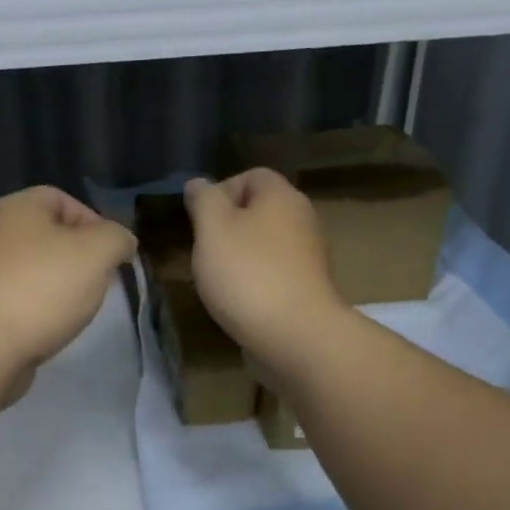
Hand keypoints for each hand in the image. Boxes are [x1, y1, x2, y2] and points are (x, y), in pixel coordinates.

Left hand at [0, 187, 136, 378]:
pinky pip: (19, 298)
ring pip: (35, 269)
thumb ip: (117, 238)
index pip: (62, 199)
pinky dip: (39, 308)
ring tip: (78, 307)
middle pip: (48, 235)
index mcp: (17, 207)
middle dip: (80, 257)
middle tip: (101, 281)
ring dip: (60, 285)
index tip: (113, 253)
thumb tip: (121, 242)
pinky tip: (51, 326)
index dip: (94, 221)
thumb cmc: (42, 287)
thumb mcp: (98, 252)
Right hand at [184, 170, 343, 360]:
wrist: (297, 335)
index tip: (201, 219)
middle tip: (206, 249)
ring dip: (242, 254)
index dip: (221, 190)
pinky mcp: (310, 285)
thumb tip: (199, 183)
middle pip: (260, 209)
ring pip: (267, 241)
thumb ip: (203, 200)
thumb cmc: (248, 273)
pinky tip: (242, 299)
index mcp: (281, 195)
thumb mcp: (212, 228)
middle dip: (229, 225)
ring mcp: (310, 253)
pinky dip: (257, 278)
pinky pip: (276, 269)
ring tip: (220, 278)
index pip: (251, 175)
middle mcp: (303, 217)